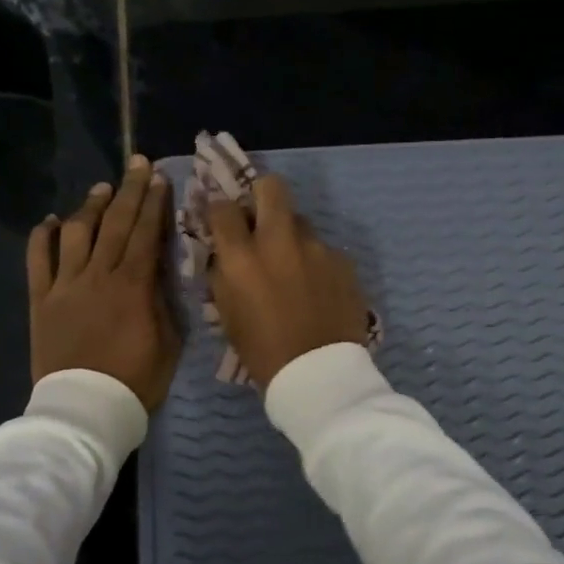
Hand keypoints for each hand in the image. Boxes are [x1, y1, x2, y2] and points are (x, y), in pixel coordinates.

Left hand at [27, 155, 180, 410]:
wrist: (85, 409)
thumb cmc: (135, 381)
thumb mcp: (168, 343)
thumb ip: (163, 302)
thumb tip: (158, 271)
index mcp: (132, 286)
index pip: (145, 234)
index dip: (153, 204)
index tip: (159, 178)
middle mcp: (97, 276)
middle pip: (114, 224)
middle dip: (128, 191)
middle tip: (137, 164)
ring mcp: (65, 286)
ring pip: (76, 233)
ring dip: (89, 207)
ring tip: (101, 188)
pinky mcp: (41, 300)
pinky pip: (38, 261)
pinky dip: (42, 237)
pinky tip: (50, 222)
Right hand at [207, 174, 370, 388]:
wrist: (319, 375)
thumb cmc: (263, 352)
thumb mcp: (228, 315)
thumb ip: (224, 275)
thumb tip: (225, 253)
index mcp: (242, 258)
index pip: (223, 208)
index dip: (219, 210)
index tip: (222, 219)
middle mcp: (279, 242)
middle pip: (271, 187)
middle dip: (261, 195)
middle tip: (260, 217)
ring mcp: (316, 248)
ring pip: (300, 221)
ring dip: (291, 234)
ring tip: (293, 265)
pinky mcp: (343, 261)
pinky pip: (324, 249)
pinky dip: (315, 261)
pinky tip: (317, 288)